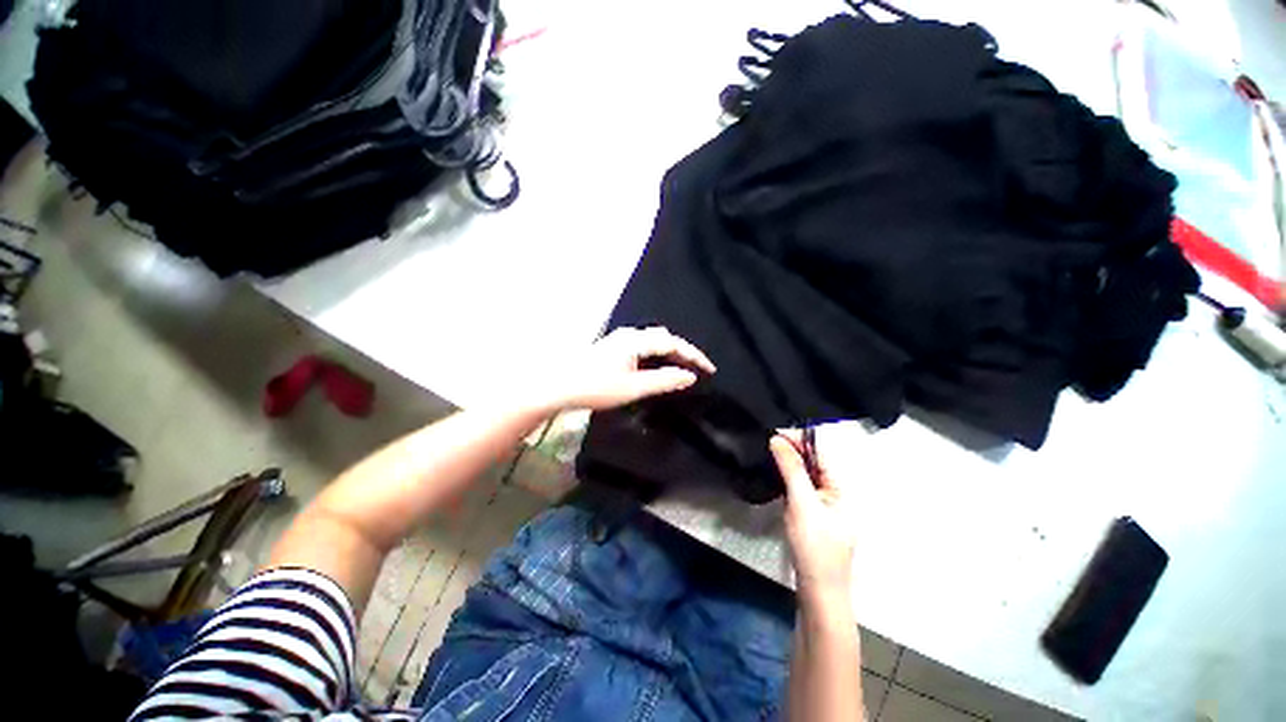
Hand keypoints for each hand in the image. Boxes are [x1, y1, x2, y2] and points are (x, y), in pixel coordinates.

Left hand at [540, 327, 715, 412]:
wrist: (559, 385)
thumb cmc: (597, 387)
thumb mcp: (634, 388)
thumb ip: (664, 381)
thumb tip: (690, 376)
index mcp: (636, 341)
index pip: (673, 343)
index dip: (693, 356)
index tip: (710, 369)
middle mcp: (629, 334)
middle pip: (664, 337)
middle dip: (683, 351)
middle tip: (697, 368)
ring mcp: (619, 339)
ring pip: (652, 340)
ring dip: (669, 352)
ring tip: (682, 367)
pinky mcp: (613, 346)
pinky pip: (643, 345)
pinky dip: (656, 354)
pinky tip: (656, 365)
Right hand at [770, 429, 857, 605]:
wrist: (818, 591)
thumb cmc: (814, 547)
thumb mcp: (802, 504)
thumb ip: (792, 470)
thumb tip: (777, 439)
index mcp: (841, 487)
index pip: (820, 452)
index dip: (798, 439)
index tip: (773, 432)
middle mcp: (835, 492)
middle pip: (813, 461)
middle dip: (792, 448)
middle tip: (767, 441)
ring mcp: (824, 504)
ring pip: (805, 474)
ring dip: (789, 462)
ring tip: (768, 452)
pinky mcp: (813, 514)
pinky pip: (801, 487)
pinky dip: (788, 477)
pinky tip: (775, 474)